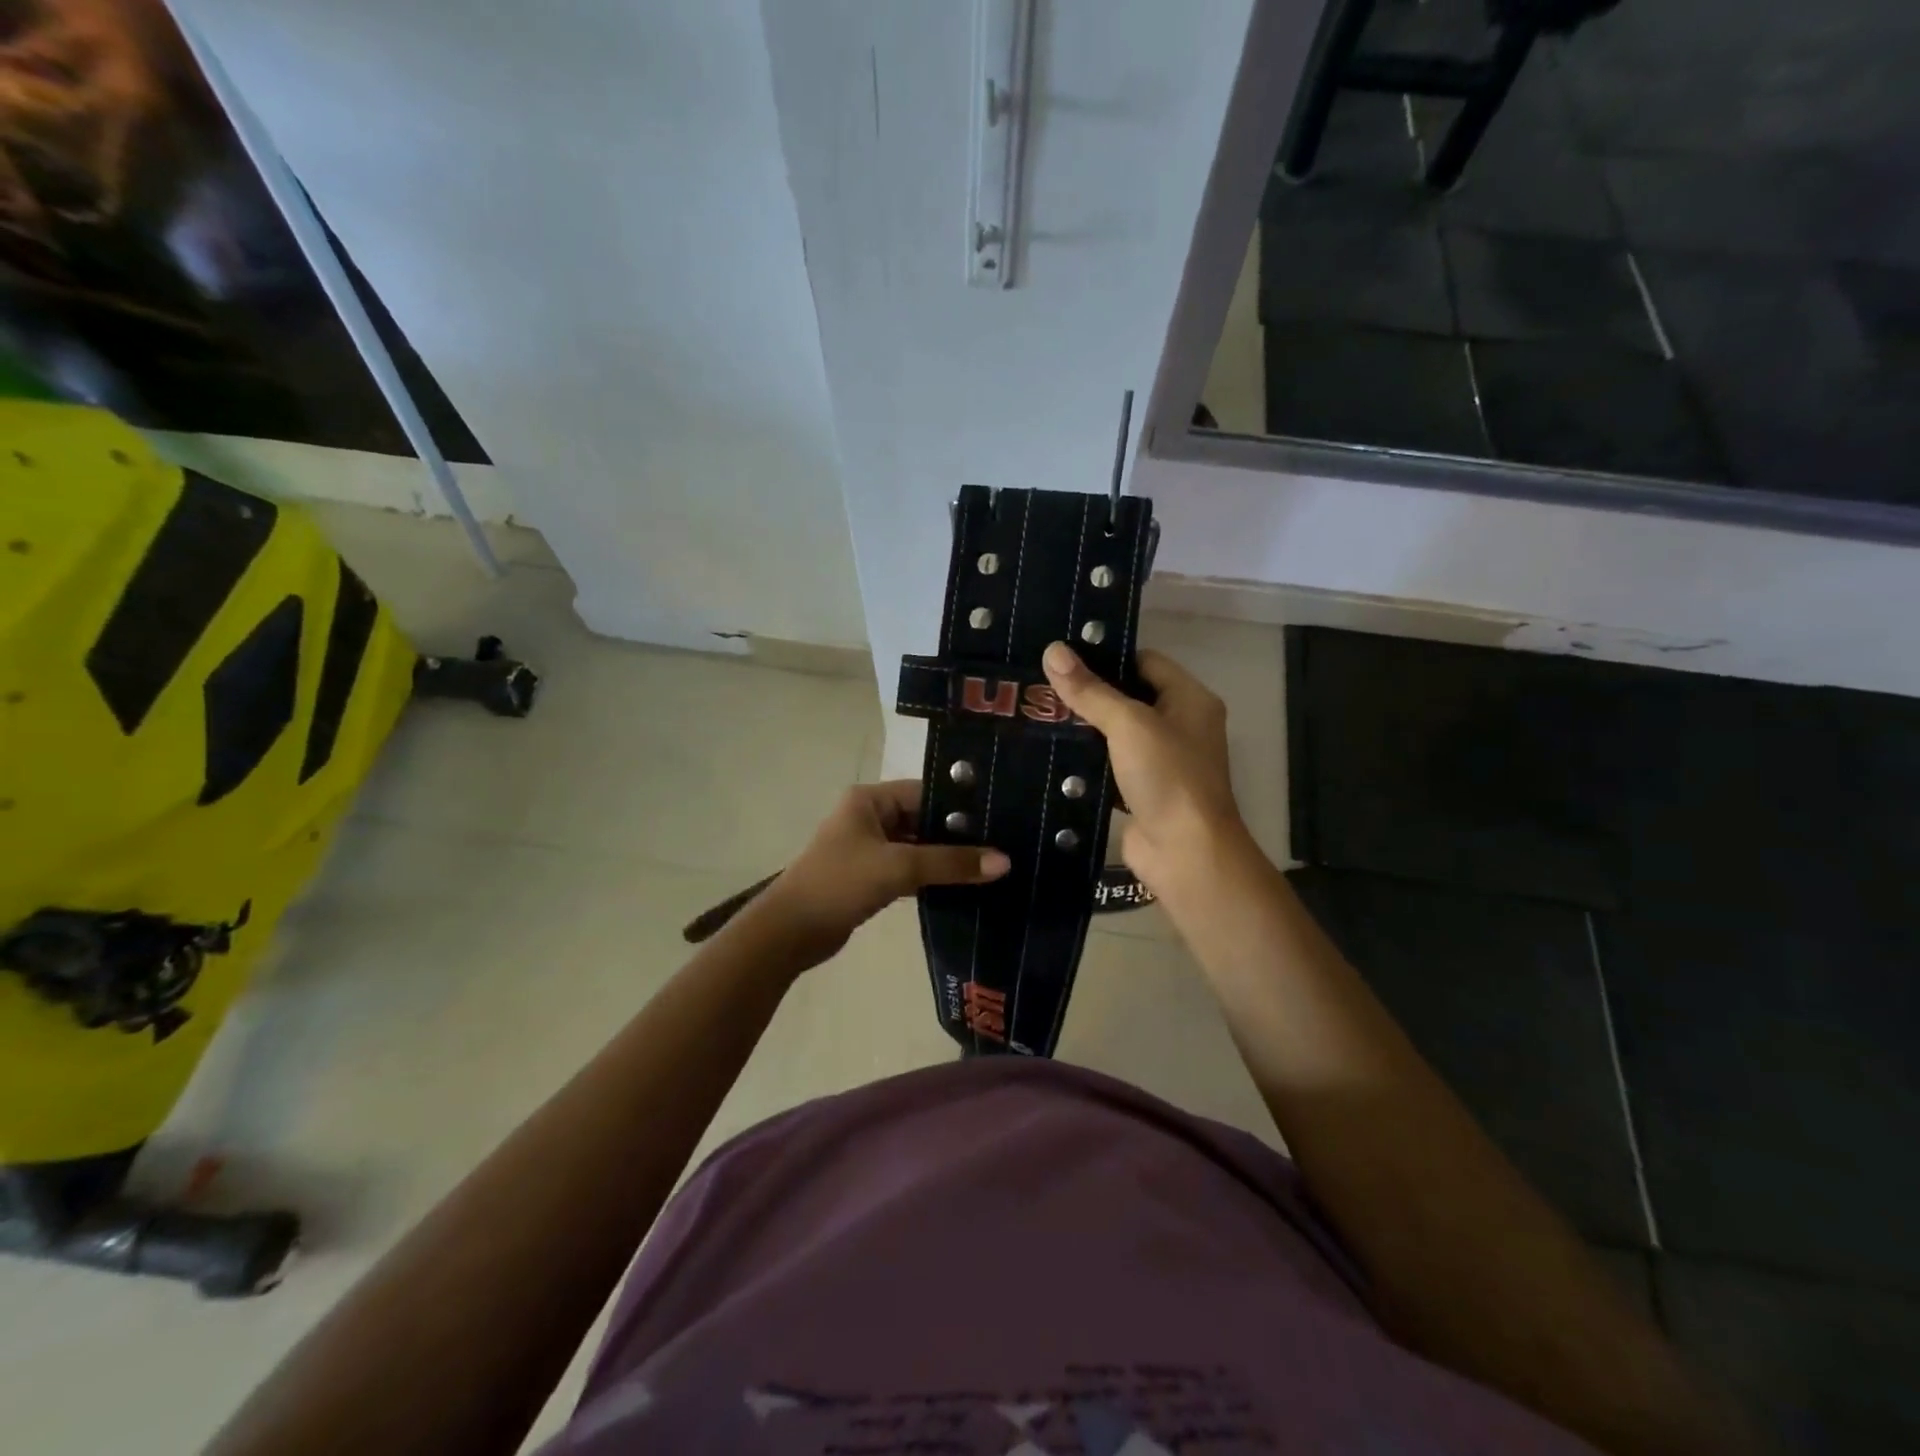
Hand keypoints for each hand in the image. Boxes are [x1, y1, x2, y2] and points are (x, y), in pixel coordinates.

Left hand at [751, 781, 1010, 964]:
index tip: (1000, 817)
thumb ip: (951, 863)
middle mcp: (869, 817)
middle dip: (957, 835)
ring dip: (946, 859)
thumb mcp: (898, 868)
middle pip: (923, 819)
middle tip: (1003, 845)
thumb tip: (1005, 861)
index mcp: (869, 800)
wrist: (789, 932)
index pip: (925, 791)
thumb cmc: (839, 883)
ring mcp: (868, 849)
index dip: (960, 805)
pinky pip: (908, 870)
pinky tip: (963, 886)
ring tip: (991, 866)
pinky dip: (931, 877)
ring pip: (917, 847)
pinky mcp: (869, 877)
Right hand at [1041, 642, 1249, 899]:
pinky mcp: (1140, 791)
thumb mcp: (1128, 724)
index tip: (1062, 655)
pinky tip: (1049, 752)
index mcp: (1190, 700)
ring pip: (1115, 734)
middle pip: (1129, 697)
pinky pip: (1108, 766)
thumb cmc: (1167, 777)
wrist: (1184, 853)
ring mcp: (1161, 762)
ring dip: (1083, 728)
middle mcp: (1180, 726)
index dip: (1107, 655)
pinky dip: (1085, 761)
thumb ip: (1090, 690)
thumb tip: (1052, 650)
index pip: (1145, 661)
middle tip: (1039, 683)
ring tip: (1036, 712)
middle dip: (1088, 692)